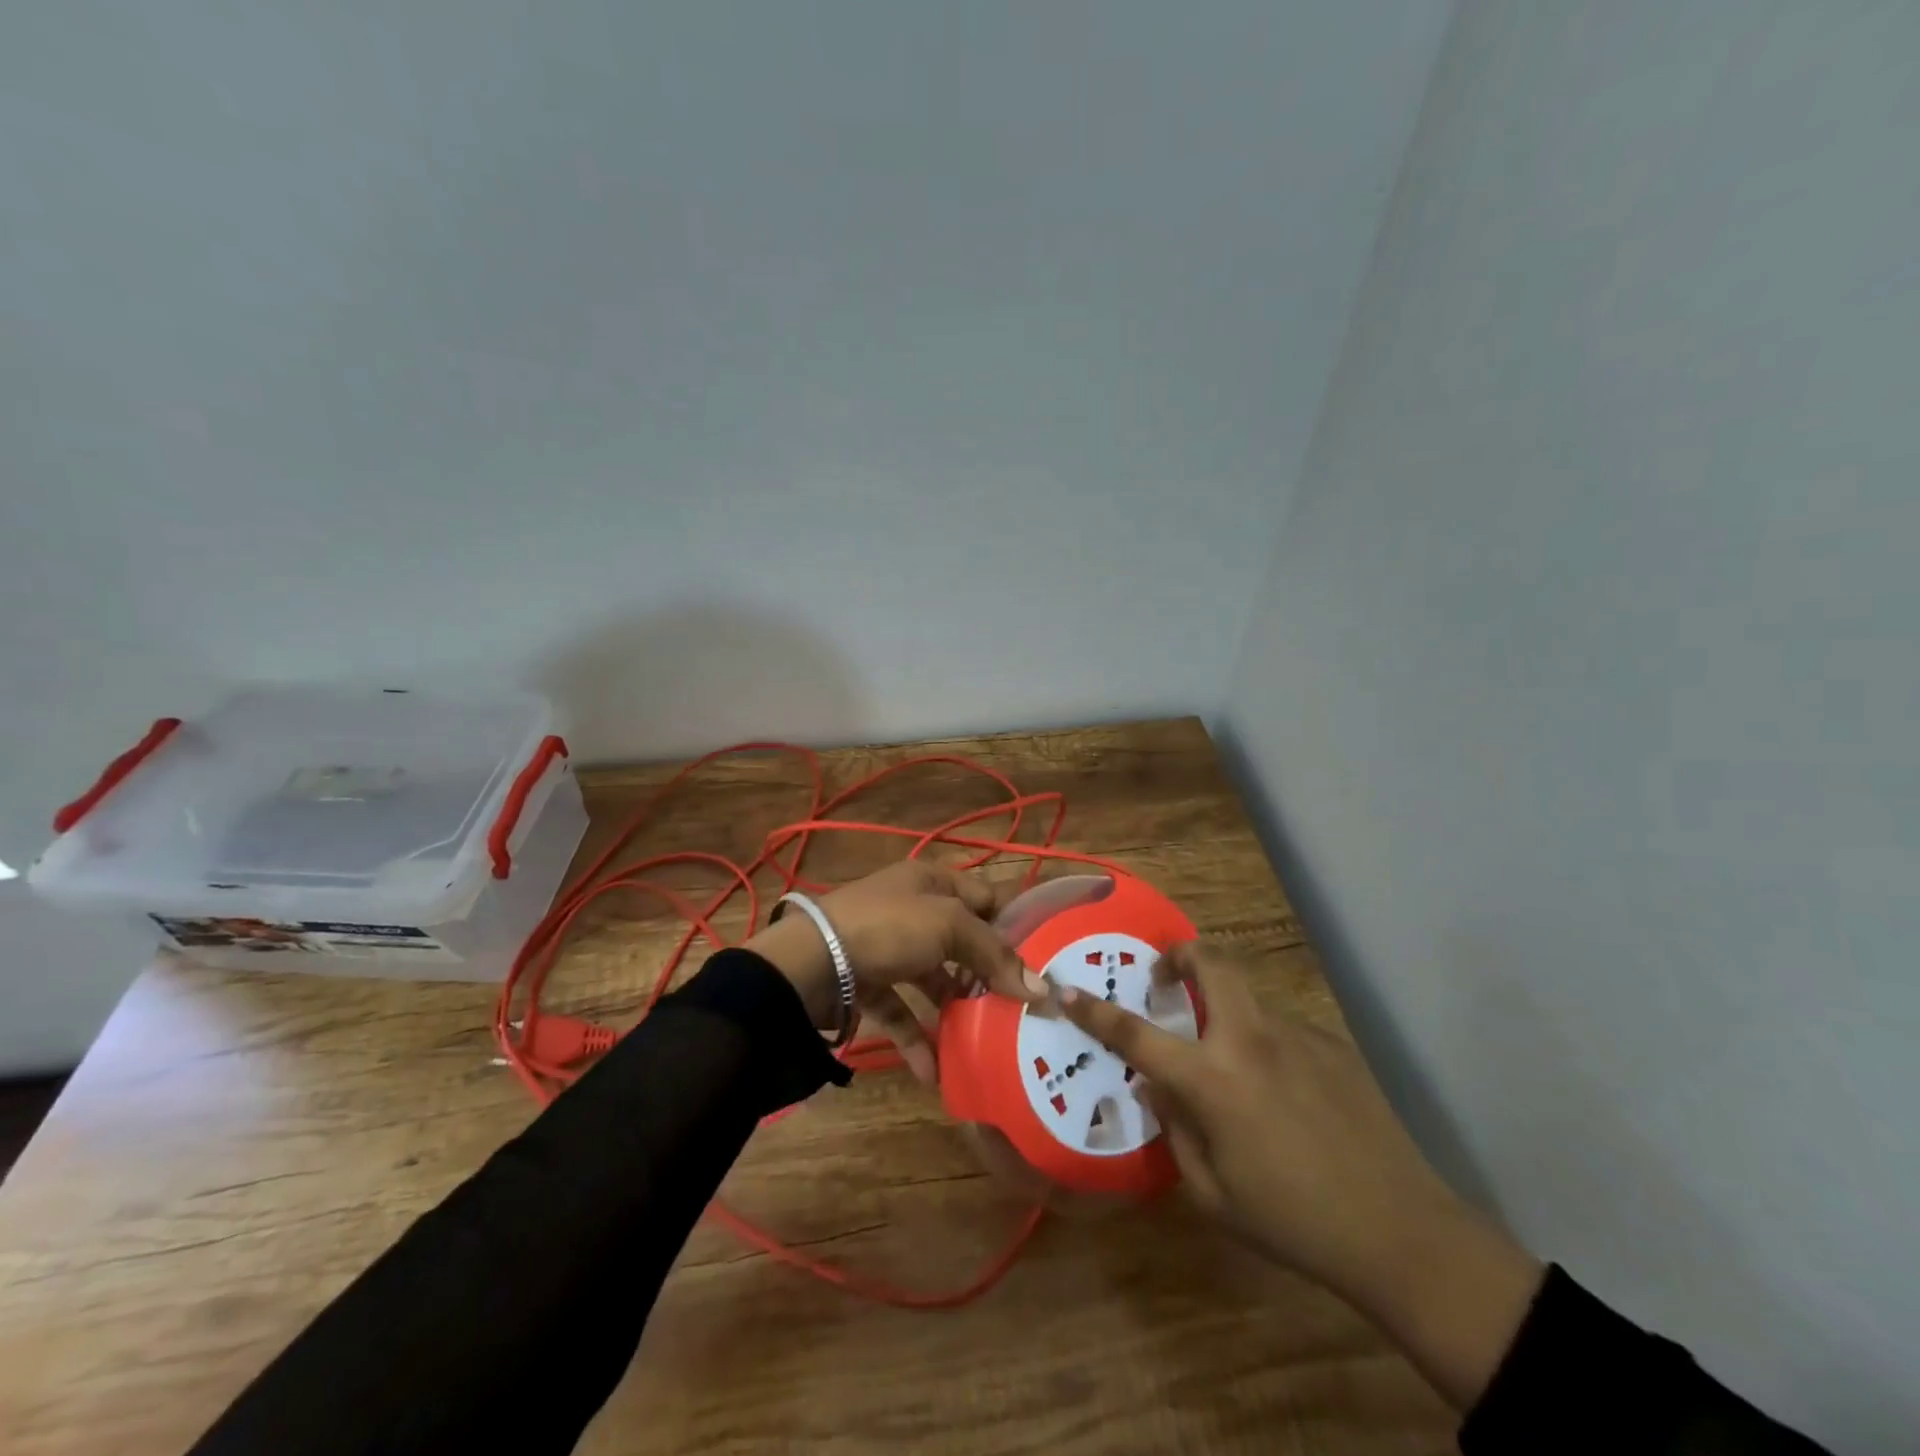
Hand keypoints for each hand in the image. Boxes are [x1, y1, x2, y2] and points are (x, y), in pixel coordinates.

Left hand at [743, 862, 1045, 1081]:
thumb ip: (995, 957)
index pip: (984, 896)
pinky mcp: (865, 982)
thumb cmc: (888, 928)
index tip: (1041, 961)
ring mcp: (885, 946)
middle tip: (1018, 1006)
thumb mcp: (949, 928)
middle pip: (959, 939)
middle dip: (986, 972)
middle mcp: (910, 909)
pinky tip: (934, 1071)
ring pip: (931, 977)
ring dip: (954, 1008)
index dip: (1012, 925)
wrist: (810, 961)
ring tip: (982, 1040)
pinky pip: (900, 1009)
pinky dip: (917, 1037)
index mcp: (931, 881)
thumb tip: (1044, 991)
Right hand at [1060, 941, 1543, 1408]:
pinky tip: (1283, 1092)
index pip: (1138, 1034)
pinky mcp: (1332, 1044)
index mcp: (1214, 1080)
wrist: (1403, 1233)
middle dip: (1179, 955)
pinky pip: (1281, 1028)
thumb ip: (1175, 1130)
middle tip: (1164, 976)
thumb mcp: (1213, 1194)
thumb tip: (1159, 1085)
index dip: (1097, 1011)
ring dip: (1225, 1008)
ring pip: (1248, 997)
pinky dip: (1263, 1042)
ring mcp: (1297, 1035)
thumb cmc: (1294, 1221)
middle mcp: (1251, 1040)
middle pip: (1211, 965)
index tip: (1069, 989)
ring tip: (1231, 1061)